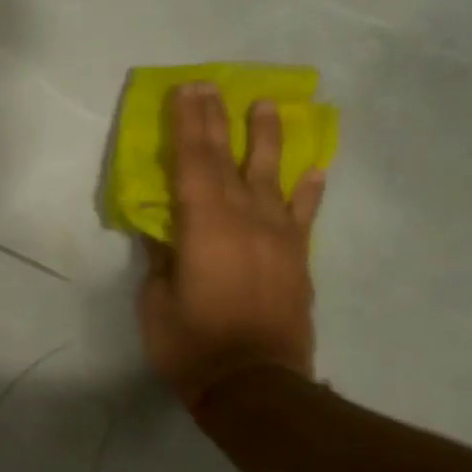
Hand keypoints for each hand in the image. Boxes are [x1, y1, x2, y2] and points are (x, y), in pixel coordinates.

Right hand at [138, 83, 325, 404]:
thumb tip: (164, 234)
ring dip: (269, 139)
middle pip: (229, 160)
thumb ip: (161, 261)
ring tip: (270, 105)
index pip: (192, 163)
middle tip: (212, 86)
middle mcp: (245, 220)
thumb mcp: (157, 303)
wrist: (255, 385)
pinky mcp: (297, 260)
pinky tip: (314, 169)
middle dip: (218, 121)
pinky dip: (309, 191)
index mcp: (204, 227)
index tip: (185, 90)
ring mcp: (278, 238)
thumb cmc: (192, 346)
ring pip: (273, 177)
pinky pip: (304, 216)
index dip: (187, 125)